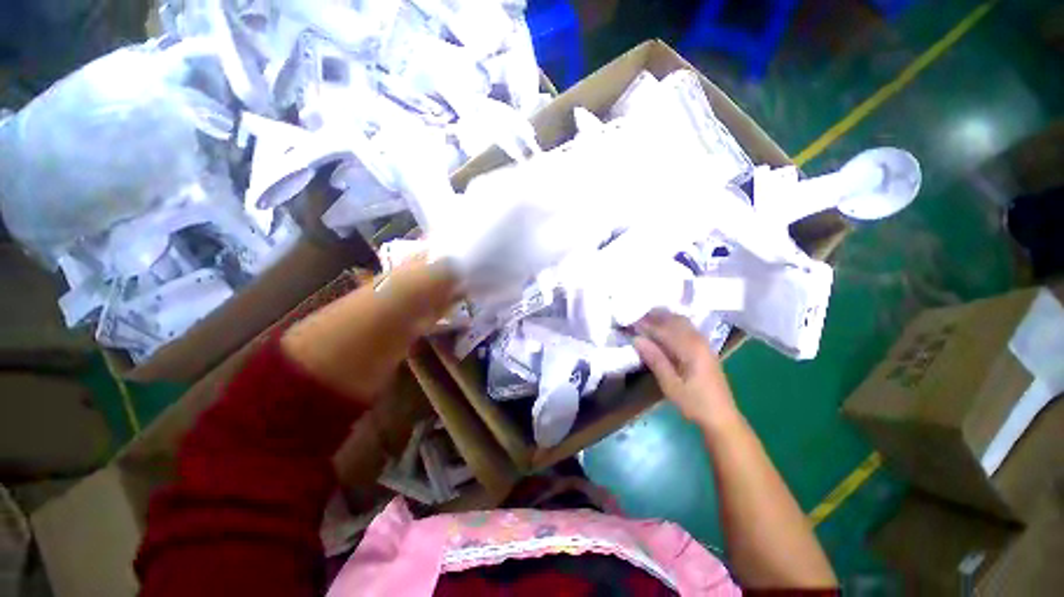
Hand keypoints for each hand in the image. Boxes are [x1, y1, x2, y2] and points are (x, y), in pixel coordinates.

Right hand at [633, 310, 739, 428]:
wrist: (722, 416)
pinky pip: (686, 328)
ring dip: (663, 318)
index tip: (629, 321)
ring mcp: (704, 343)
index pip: (664, 329)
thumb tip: (637, 339)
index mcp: (691, 349)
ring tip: (645, 318)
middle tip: (634, 317)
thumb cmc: (694, 403)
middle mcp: (699, 341)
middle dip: (654, 316)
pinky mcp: (704, 348)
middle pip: (674, 320)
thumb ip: (655, 360)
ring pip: (681, 322)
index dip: (645, 324)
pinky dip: (672, 323)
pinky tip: (662, 327)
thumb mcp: (671, 385)